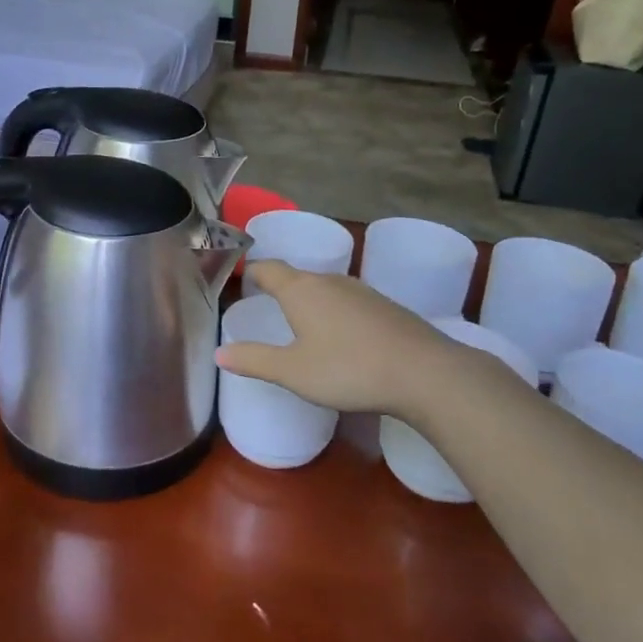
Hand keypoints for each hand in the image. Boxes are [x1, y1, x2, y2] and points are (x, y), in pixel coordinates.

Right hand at [217, 260, 512, 419]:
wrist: (425, 373)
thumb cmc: (348, 369)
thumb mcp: (293, 372)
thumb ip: (254, 360)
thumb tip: (218, 353)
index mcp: (301, 289)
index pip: (268, 268)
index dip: (252, 272)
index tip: (241, 279)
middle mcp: (330, 281)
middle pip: (297, 276)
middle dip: (280, 287)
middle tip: (265, 306)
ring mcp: (361, 291)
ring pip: (325, 288)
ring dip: (309, 300)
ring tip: (300, 323)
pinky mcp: (385, 306)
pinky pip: (348, 301)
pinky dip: (335, 312)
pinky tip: (340, 337)